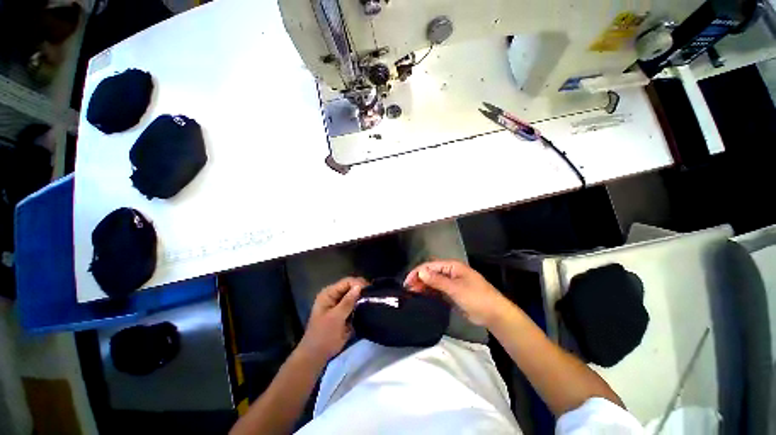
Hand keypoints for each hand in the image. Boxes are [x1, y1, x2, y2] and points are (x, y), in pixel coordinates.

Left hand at [298, 277, 366, 362]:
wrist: (317, 356)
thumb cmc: (323, 336)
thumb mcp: (335, 318)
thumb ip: (347, 302)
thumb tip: (359, 286)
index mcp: (328, 293)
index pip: (347, 282)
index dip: (359, 283)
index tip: (371, 290)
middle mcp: (334, 296)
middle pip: (351, 287)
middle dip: (362, 290)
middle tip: (374, 295)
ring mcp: (339, 304)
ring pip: (354, 296)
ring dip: (362, 298)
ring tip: (374, 300)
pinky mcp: (344, 313)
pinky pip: (355, 305)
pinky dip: (361, 305)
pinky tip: (369, 307)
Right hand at [404, 260, 508, 326]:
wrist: (494, 314)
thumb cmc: (476, 297)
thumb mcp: (455, 288)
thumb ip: (437, 280)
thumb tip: (421, 272)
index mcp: (452, 266)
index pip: (430, 266)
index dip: (418, 272)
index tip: (407, 282)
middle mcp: (450, 272)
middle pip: (431, 273)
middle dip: (419, 279)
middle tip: (408, 289)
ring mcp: (451, 283)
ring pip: (433, 282)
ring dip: (423, 286)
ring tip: (412, 293)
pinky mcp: (452, 293)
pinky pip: (438, 290)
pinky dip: (430, 292)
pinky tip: (422, 296)